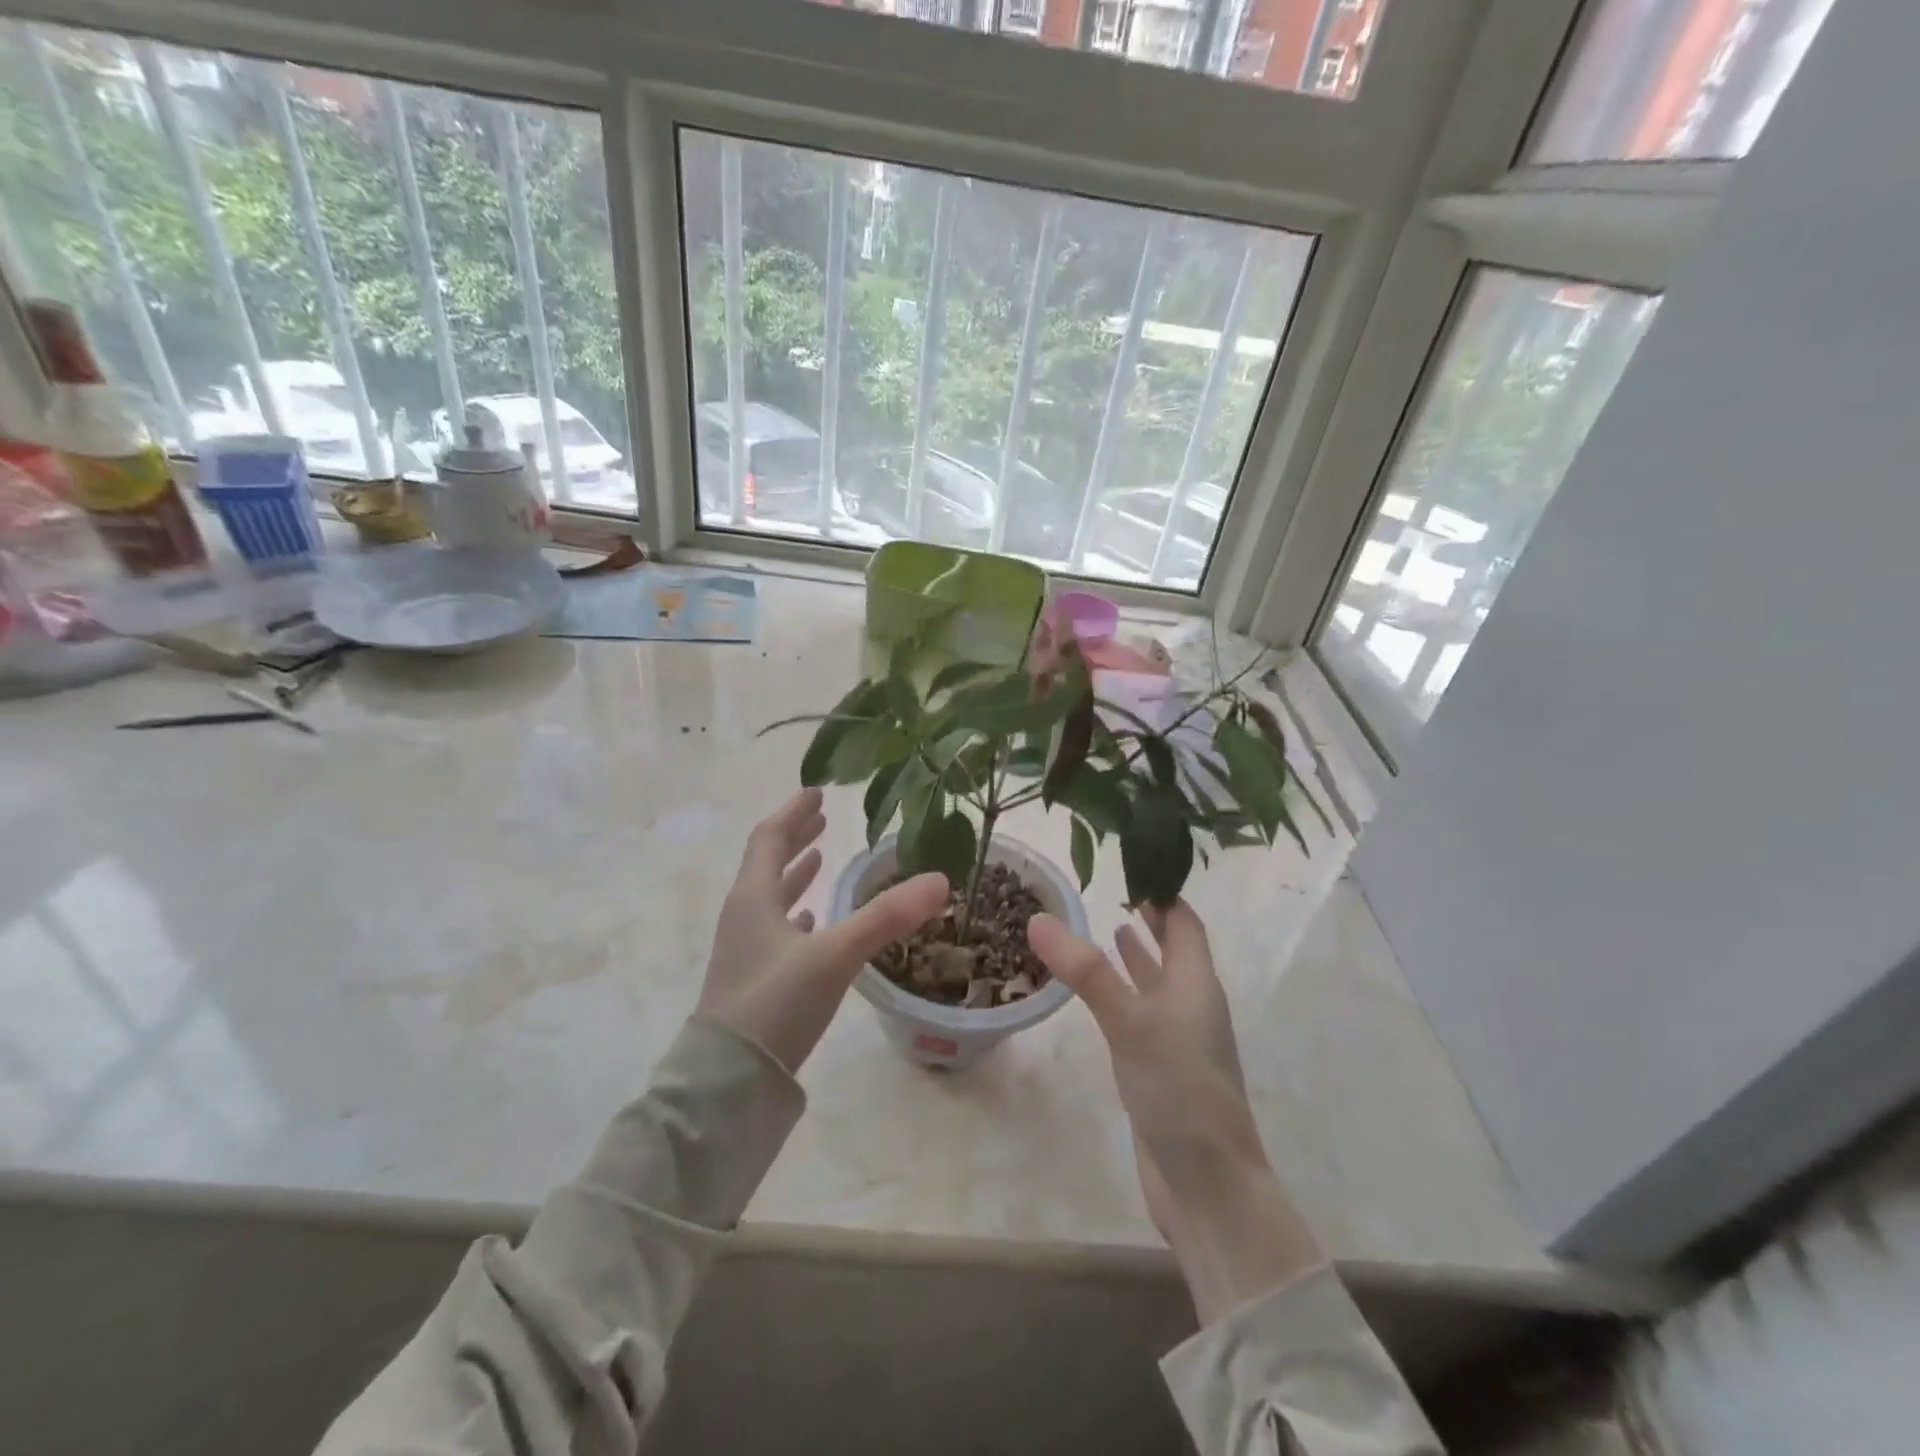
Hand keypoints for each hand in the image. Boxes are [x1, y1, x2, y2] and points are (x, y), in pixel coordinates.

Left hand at [697, 788, 948, 1074]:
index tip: (817, 793)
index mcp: (753, 898)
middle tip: (821, 819)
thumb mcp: (835, 956)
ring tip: (818, 861)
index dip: (793, 814)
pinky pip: (775, 931)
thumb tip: (940, 879)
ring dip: (794, 875)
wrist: (728, 1082)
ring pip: (770, 897)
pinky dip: (794, 915)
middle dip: (794, 838)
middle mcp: (744, 916)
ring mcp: (745, 950)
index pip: (769, 838)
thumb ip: (887, 917)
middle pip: (767, 863)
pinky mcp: (752, 980)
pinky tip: (811, 922)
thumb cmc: (775, 1004)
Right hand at [1029, 900, 1323, 1323]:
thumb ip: (1086, 972)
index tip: (1132, 867)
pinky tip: (1104, 997)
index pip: (1185, 924)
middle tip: (1116, 892)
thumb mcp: (1130, 1023)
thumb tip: (1039, 918)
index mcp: (1196, 984)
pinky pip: (1142, 1016)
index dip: (1164, 895)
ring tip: (1112, 929)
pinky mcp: (1160, 1071)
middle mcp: (1191, 1006)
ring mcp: (1177, 1041)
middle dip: (1150, 922)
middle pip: (1175, 951)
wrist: (1208, 1187)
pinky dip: (1125, 995)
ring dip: (1138, 958)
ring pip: (1157, 985)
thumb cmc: (1179, 1091)